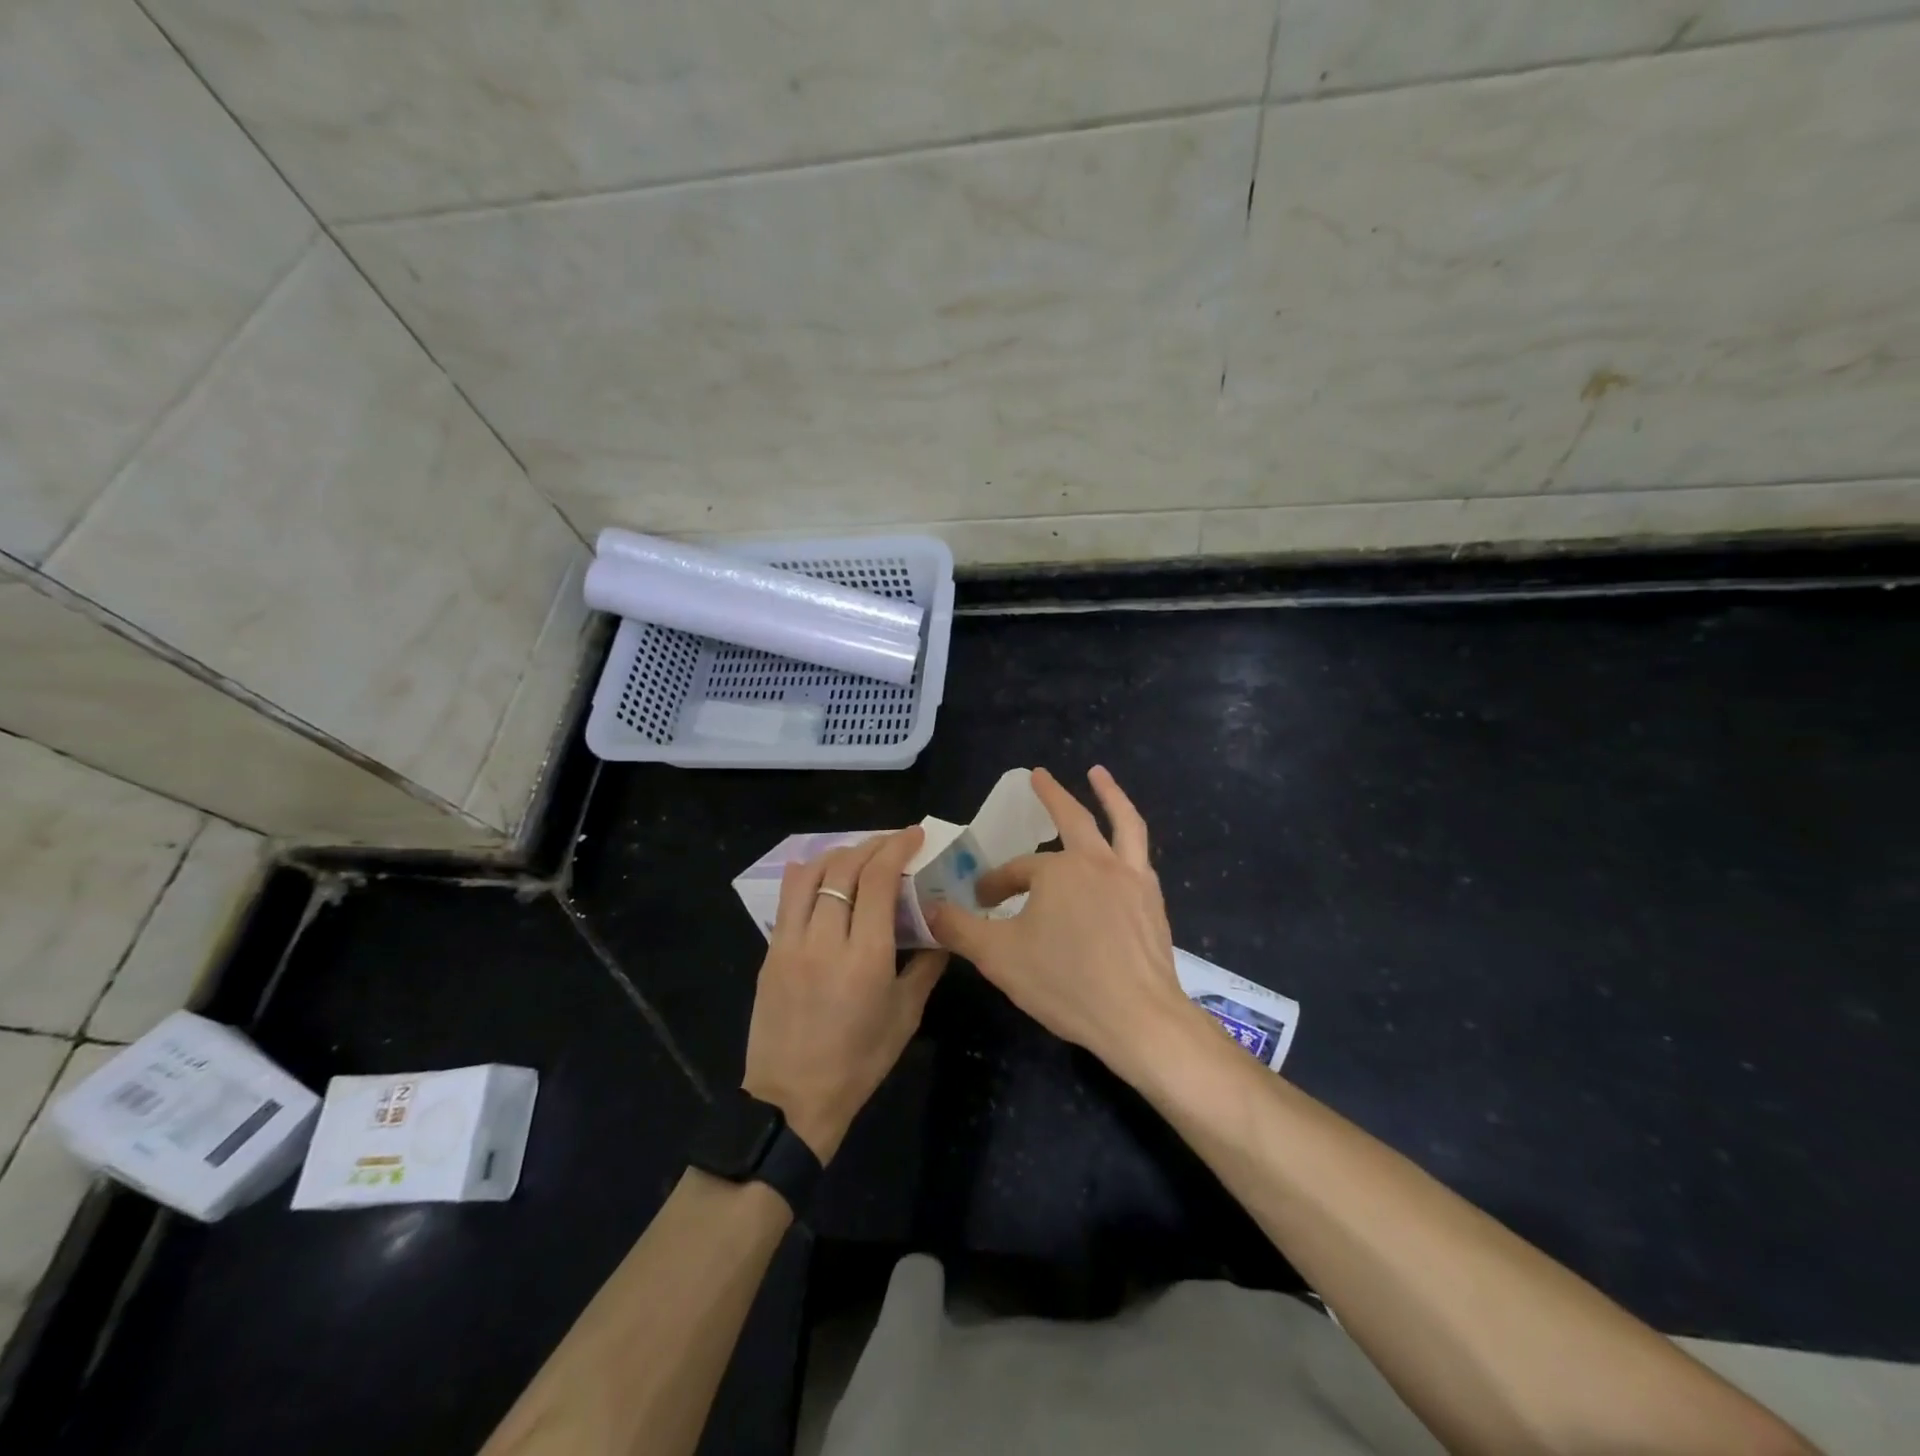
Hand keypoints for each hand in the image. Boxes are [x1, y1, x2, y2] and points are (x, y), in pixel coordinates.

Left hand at [741, 827, 946, 1162]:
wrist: (792, 1100)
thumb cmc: (859, 1061)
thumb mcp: (905, 1015)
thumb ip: (926, 965)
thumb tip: (941, 930)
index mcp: (865, 956)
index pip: (878, 879)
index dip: (897, 848)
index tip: (914, 835)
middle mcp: (825, 939)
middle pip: (844, 868)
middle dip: (872, 844)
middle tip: (893, 842)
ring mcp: (790, 943)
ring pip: (811, 874)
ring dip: (839, 853)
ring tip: (859, 853)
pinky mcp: (770, 952)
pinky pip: (788, 898)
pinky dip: (809, 875)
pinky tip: (823, 874)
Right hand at [928, 767, 1193, 1081]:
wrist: (1138, 1018)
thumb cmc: (1065, 983)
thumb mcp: (998, 957)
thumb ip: (960, 929)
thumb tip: (929, 909)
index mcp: (1057, 871)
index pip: (1016, 870)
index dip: (995, 883)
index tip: (981, 902)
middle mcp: (1096, 863)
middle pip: (1072, 818)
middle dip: (1051, 795)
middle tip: (1038, 775)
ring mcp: (1131, 878)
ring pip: (1122, 823)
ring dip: (1109, 794)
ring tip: (1098, 773)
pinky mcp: (1153, 900)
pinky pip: (1139, 856)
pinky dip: (1128, 838)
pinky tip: (1123, 846)